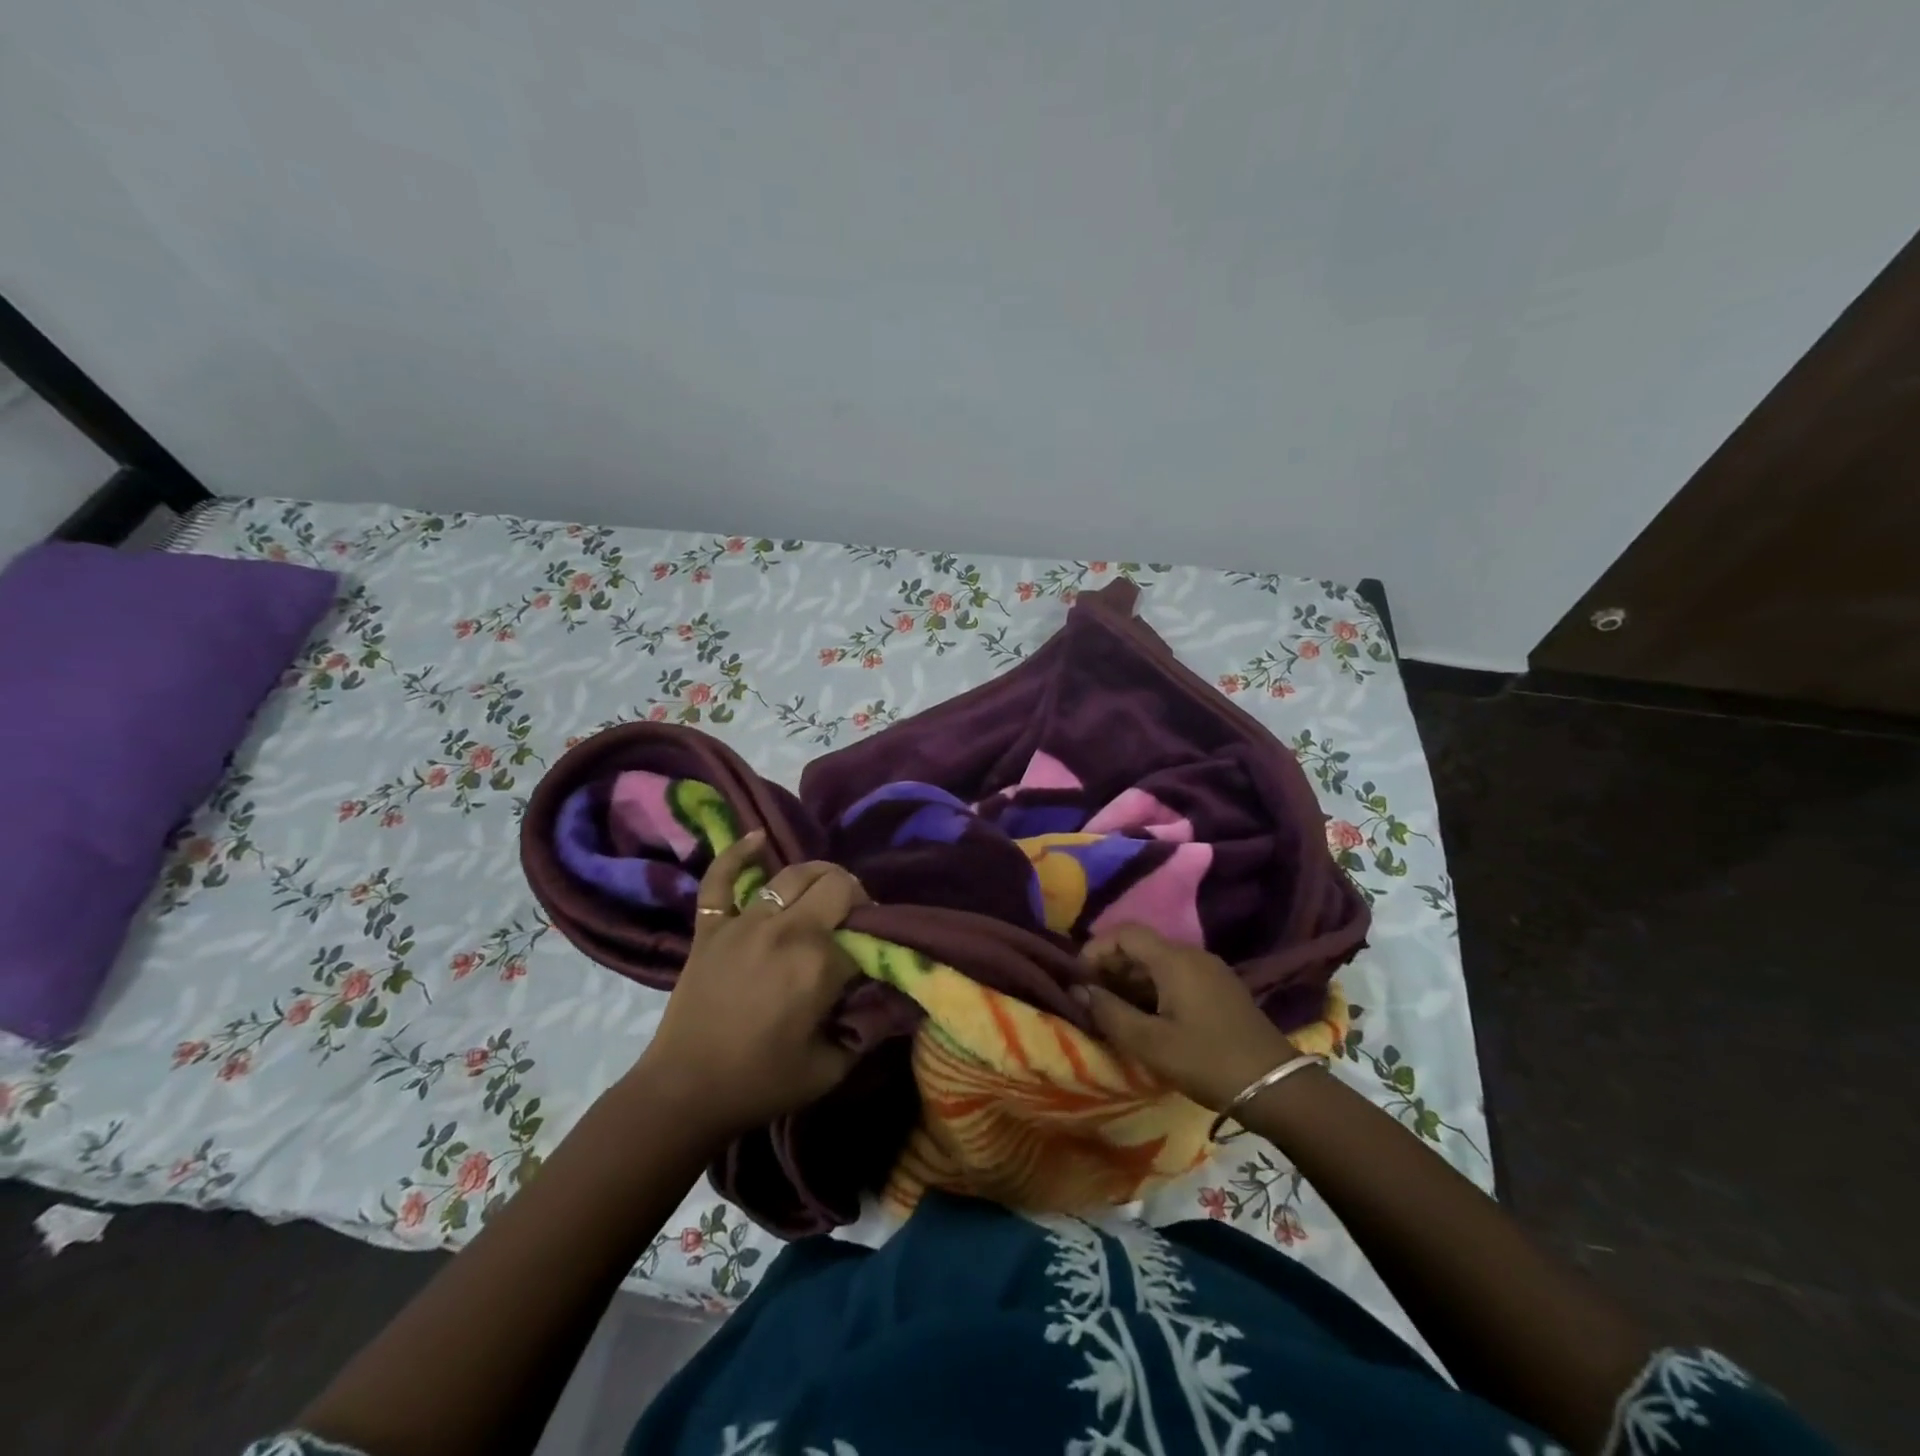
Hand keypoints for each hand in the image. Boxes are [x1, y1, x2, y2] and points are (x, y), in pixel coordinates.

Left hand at [632, 830, 868, 1142]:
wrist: (685, 1093)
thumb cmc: (762, 1083)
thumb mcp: (832, 1068)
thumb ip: (867, 1030)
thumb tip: (889, 1000)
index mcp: (819, 963)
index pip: (864, 931)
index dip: (875, 939)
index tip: (875, 953)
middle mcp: (786, 930)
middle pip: (834, 884)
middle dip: (853, 896)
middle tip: (853, 919)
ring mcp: (744, 923)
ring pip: (790, 875)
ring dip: (817, 874)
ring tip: (826, 886)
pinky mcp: (711, 927)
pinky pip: (721, 879)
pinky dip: (738, 854)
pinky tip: (758, 838)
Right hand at [1078, 924, 1302, 1111]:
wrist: (1276, 1087)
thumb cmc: (1208, 1061)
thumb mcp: (1151, 1043)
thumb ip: (1110, 1013)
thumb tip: (1078, 990)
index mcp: (1174, 959)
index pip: (1125, 932)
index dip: (1096, 948)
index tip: (1079, 978)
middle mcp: (1192, 954)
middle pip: (1141, 945)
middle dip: (1110, 966)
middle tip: (1091, 998)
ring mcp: (1210, 971)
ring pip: (1158, 962)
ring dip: (1130, 980)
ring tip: (1113, 1011)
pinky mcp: (1220, 989)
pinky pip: (1176, 975)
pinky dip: (1152, 988)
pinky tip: (1146, 1017)